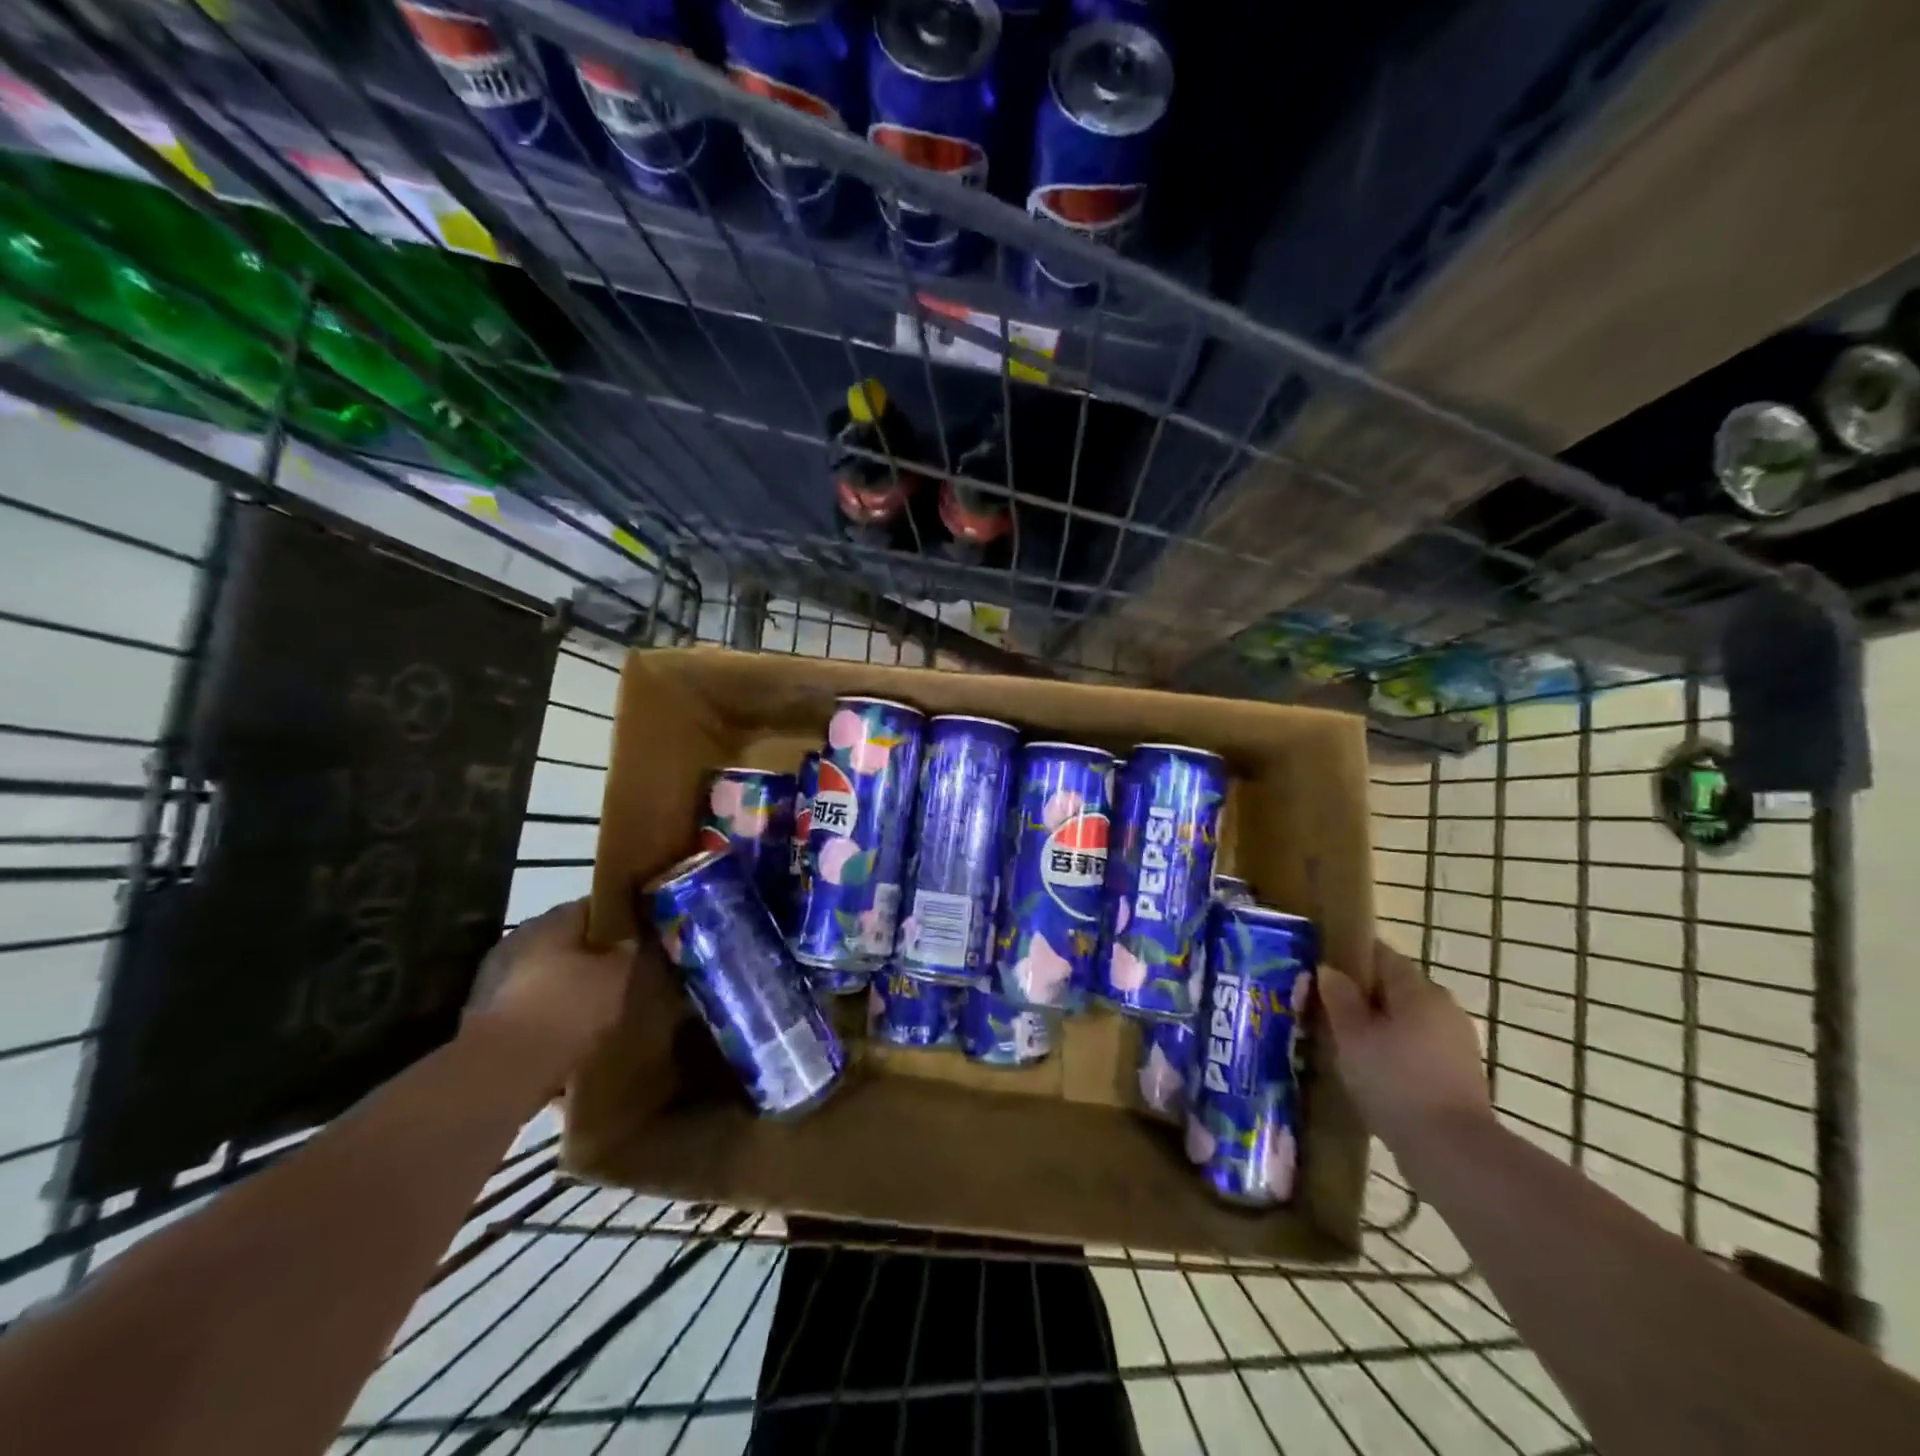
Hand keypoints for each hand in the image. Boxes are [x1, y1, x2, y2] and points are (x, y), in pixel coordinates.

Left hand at [463, 899, 631, 1072]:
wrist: (501, 1072)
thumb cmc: (567, 1009)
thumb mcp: (618, 974)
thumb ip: (629, 948)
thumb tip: (632, 938)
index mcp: (552, 919)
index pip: (594, 906)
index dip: (622, 919)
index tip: (642, 937)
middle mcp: (521, 937)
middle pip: (567, 938)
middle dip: (593, 953)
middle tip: (623, 972)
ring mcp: (497, 974)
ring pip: (547, 970)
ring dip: (569, 982)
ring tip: (597, 1005)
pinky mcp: (484, 1012)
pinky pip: (529, 1000)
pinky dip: (548, 1009)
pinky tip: (567, 1030)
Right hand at [1319, 939, 1490, 1150]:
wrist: (1452, 1152)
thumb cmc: (1394, 1080)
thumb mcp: (1351, 1034)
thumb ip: (1338, 997)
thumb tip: (1329, 970)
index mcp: (1418, 989)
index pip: (1380, 954)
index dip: (1347, 957)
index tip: (1319, 970)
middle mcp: (1443, 1007)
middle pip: (1393, 988)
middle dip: (1360, 996)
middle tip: (1323, 1011)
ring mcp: (1456, 1043)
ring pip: (1405, 1020)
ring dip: (1376, 1026)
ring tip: (1341, 1044)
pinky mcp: (1458, 1075)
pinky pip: (1416, 1048)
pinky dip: (1393, 1052)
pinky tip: (1370, 1072)